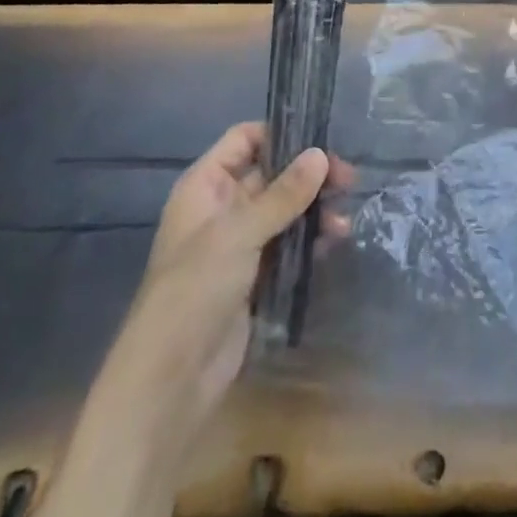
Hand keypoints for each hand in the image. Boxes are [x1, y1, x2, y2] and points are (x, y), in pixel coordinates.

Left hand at [132, 122, 353, 413]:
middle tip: (347, 179)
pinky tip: (335, 240)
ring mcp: (238, 244)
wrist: (169, 383)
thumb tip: (320, 154)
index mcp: (205, 186)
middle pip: (271, 173)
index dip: (280, 134)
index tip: (320, 138)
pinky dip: (310, 238)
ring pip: (283, 210)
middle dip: (308, 174)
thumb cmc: (194, 290)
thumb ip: (283, 194)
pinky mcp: (254, 277)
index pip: (244, 140)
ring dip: (314, 208)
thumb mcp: (239, 234)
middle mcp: (222, 208)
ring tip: (344, 219)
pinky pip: (287, 244)